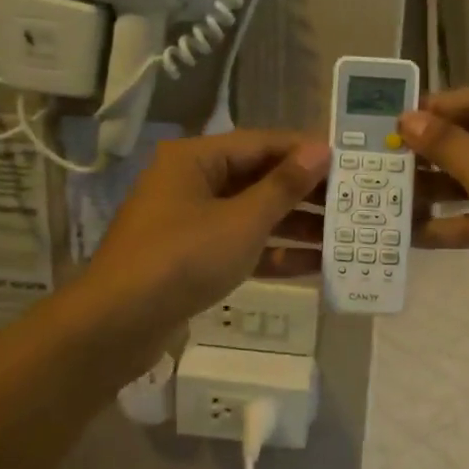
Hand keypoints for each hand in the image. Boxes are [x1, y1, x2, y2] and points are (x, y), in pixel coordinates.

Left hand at [75, 130, 329, 371]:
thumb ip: (284, 186)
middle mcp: (192, 182)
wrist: (115, 326)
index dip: (306, 152)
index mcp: (196, 158)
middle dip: (305, 194)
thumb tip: (321, 149)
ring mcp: (191, 221)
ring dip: (295, 226)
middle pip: (259, 178)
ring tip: (344, 237)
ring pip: (252, 214)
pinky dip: (273, 253)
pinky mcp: (192, 257)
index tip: (350, 163)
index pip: (263, 143)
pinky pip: (240, 244)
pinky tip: (315, 266)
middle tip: (353, 204)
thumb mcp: (242, 221)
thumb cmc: (182, 259)